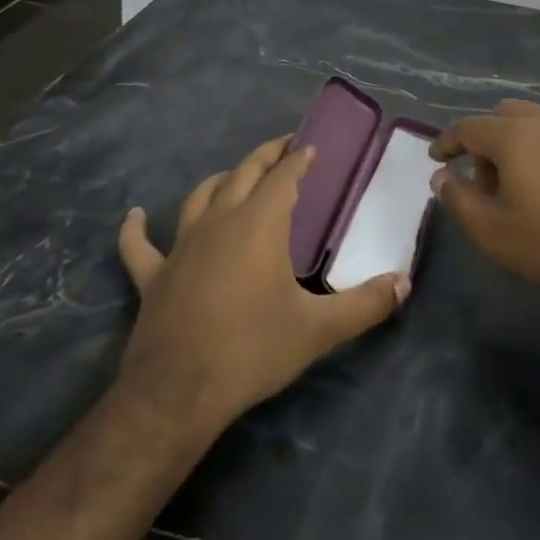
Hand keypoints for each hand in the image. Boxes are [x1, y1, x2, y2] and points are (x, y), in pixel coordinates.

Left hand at [117, 136, 408, 432]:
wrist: (178, 392)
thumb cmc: (252, 349)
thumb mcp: (318, 330)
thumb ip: (366, 304)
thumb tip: (404, 283)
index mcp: (259, 223)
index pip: (284, 176)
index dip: (300, 158)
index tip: (312, 147)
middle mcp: (219, 220)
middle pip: (243, 173)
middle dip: (266, 156)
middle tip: (284, 147)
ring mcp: (181, 245)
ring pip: (200, 196)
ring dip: (221, 180)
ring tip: (235, 176)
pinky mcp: (154, 275)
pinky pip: (140, 245)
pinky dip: (137, 228)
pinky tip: (135, 216)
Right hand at [431, 101, 539, 309]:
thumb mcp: (494, 234)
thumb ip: (459, 199)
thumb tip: (442, 176)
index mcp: (515, 137)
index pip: (469, 127)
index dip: (448, 141)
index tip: (438, 157)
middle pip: (508, 115)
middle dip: (491, 140)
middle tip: (490, 179)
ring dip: (529, 144)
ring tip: (533, 184)